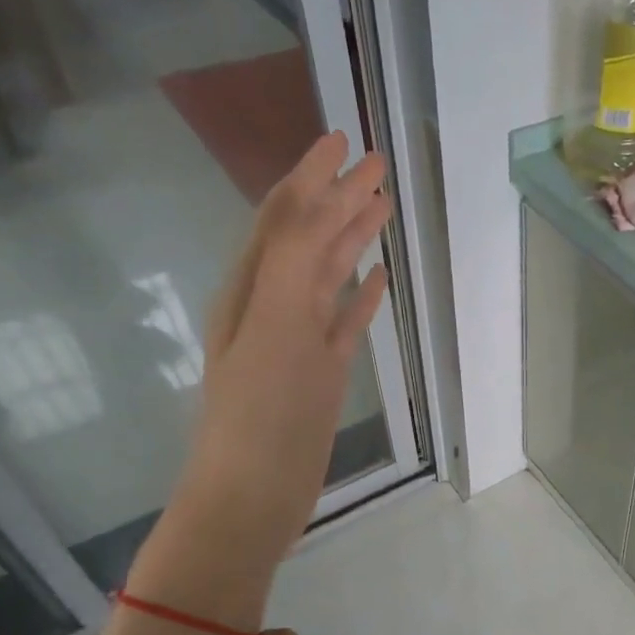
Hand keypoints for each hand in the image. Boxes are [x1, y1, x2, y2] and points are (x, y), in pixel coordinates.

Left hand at [136, 134, 389, 620]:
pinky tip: (378, 282)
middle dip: (338, 197)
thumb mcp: (272, 332)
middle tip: (376, 164)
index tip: (342, 139)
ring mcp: (298, 340)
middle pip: (309, 237)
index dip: (311, 176)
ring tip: (382, 208)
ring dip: (352, 239)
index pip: (284, 216)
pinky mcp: (320, 372)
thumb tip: (315, 202)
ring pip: (329, 275)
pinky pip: (343, 321)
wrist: (252, 496)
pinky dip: (360, 296)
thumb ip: (290, 266)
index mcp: (253, 289)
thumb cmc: (260, 418)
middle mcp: (272, 305)